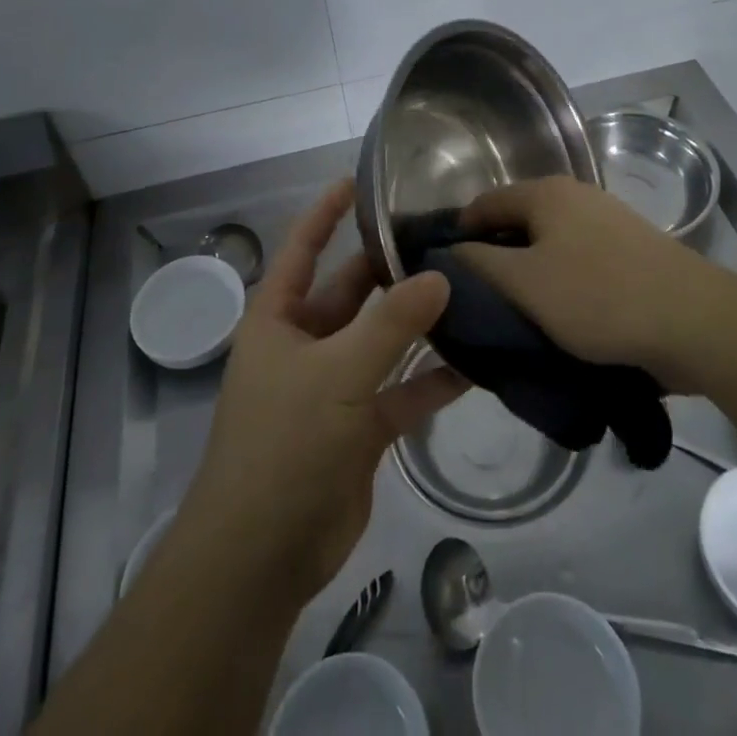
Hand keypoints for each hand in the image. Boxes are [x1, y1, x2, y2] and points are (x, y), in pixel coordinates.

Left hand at [179, 181, 464, 605]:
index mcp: (278, 318)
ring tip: (468, 289)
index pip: (302, 248)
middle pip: (350, 292)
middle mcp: (304, 344)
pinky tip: (474, 362)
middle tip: (441, 238)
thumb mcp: (337, 373)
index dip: (326, 212)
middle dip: (389, 268)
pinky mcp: (360, 427)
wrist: (262, 556)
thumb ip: (390, 325)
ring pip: (381, 341)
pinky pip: (400, 392)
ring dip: (417, 323)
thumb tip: (438, 276)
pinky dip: (431, 381)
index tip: (359, 180)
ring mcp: (333, 387)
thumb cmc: (284, 444)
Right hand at [456, 177, 736, 391]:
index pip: (482, 205)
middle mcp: (575, 195)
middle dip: (493, 258)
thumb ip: (479, 264)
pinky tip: (560, 316)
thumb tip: (451, 252)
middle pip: (516, 222)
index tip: (444, 278)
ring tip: (515, 314)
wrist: (696, 322)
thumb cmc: (599, 297)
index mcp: (545, 193)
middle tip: (477, 301)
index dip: (458, 237)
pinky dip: (560, 282)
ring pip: (548, 244)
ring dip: (528, 274)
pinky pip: (578, 260)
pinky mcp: (631, 250)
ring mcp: (607, 220)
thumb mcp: (525, 284)